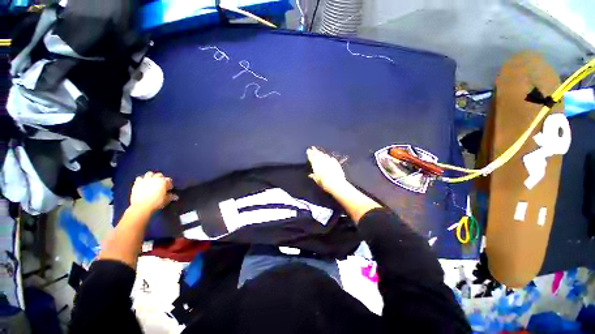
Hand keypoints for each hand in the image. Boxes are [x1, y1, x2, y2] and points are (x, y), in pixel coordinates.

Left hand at [130, 172, 177, 212]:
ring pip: (149, 174)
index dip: (169, 184)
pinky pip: (140, 178)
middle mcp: (154, 178)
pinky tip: (143, 184)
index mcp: (163, 181)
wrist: (141, 206)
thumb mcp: (166, 200)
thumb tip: (176, 197)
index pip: (168, 180)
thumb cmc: (156, 202)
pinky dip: (142, 180)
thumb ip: (171, 196)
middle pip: (159, 175)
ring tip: (152, 182)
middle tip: (161, 184)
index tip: (169, 189)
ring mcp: (145, 180)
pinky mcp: (137, 183)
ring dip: (151, 176)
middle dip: (161, 178)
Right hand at [307, 146, 348, 193]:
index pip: (312, 158)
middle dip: (315, 151)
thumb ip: (314, 176)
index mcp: (316, 166)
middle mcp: (323, 162)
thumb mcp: (317, 181)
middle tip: (313, 148)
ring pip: (324, 156)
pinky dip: (329, 157)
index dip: (310, 154)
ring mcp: (330, 162)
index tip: (308, 150)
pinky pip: (331, 159)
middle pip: (318, 155)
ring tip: (319, 151)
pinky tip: (329, 157)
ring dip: (321, 153)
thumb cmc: (325, 184)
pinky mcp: (336, 164)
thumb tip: (311, 175)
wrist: (337, 184)